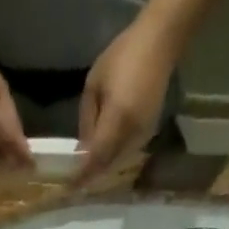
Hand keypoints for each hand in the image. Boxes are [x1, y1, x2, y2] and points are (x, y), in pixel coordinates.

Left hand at [77, 17, 178, 181]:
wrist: (160, 42)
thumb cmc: (123, 55)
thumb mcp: (94, 84)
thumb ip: (87, 119)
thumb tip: (82, 148)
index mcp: (117, 119)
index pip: (96, 157)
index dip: (82, 174)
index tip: (68, 186)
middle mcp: (132, 133)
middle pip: (107, 165)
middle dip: (90, 176)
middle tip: (74, 182)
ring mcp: (143, 135)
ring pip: (117, 163)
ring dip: (101, 169)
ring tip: (85, 173)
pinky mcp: (148, 133)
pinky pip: (126, 154)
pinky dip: (112, 159)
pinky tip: (102, 157)